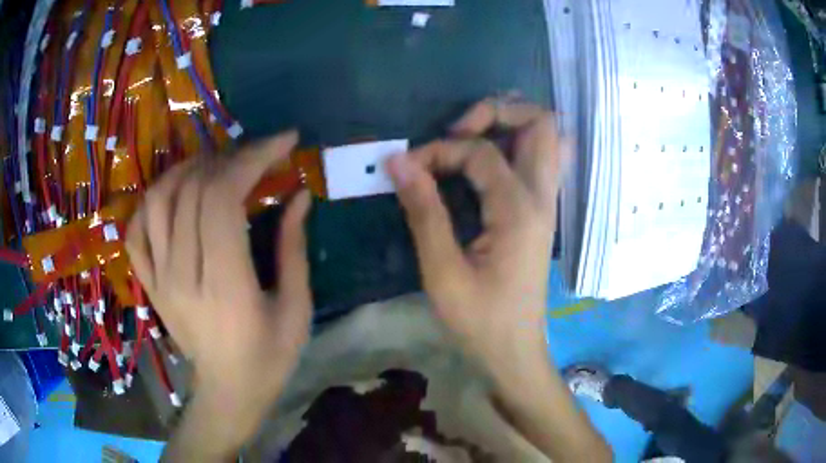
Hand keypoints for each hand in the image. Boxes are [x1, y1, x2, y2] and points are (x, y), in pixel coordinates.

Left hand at [125, 132, 311, 441]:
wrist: (228, 392)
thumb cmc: (270, 357)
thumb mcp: (296, 308)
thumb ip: (293, 248)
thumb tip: (299, 195)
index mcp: (225, 285)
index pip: (223, 199)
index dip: (252, 159)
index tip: (282, 141)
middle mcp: (183, 275)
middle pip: (192, 191)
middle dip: (229, 158)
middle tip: (256, 154)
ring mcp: (159, 278)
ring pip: (159, 200)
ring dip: (188, 170)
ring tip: (215, 165)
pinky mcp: (149, 283)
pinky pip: (136, 229)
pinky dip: (151, 201)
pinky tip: (174, 195)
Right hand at [389, 101, 609, 462]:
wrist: (515, 350)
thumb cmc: (479, 321)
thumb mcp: (442, 272)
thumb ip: (424, 211)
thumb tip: (399, 161)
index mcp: (519, 211)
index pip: (482, 152)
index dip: (441, 150)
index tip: (409, 168)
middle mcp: (542, 197)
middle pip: (542, 123)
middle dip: (498, 111)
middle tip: (459, 130)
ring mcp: (546, 203)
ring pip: (546, 138)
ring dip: (509, 125)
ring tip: (468, 139)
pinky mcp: (540, 212)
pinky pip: (539, 160)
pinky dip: (514, 146)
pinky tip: (484, 162)